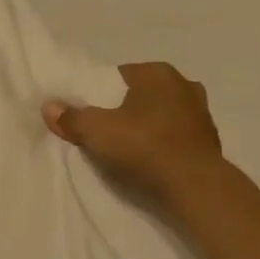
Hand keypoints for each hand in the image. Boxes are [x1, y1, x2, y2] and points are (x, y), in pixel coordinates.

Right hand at [43, 63, 221, 200]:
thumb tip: (49, 107)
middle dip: (125, 109)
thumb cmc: (144, 146)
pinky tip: (150, 160)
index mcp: (157, 73)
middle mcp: (184, 85)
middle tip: (105, 130)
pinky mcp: (210, 140)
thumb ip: (71, 117)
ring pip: (162, 114)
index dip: (100, 94)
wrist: (194, 186)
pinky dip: (164, 144)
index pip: (119, 76)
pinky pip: (177, 136)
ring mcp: (201, 113)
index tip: (89, 113)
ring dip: (147, 126)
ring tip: (127, 147)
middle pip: (142, 94)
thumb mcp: (96, 131)